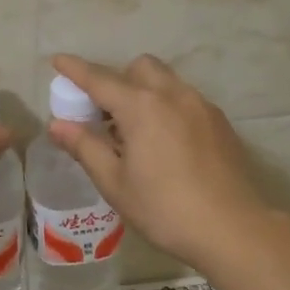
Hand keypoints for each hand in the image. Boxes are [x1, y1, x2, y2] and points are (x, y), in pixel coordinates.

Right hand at [47, 54, 271, 272]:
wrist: (231, 228)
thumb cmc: (164, 209)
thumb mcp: (115, 183)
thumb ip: (85, 147)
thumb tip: (58, 125)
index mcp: (141, 107)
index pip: (99, 79)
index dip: (75, 70)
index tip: (57, 60)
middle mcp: (173, 95)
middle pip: (139, 67)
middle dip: (117, 79)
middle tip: (104, 114)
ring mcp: (201, 106)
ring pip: (166, 81)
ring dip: (144, 92)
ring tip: (135, 132)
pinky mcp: (220, 122)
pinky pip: (186, 100)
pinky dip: (167, 107)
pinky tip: (166, 143)